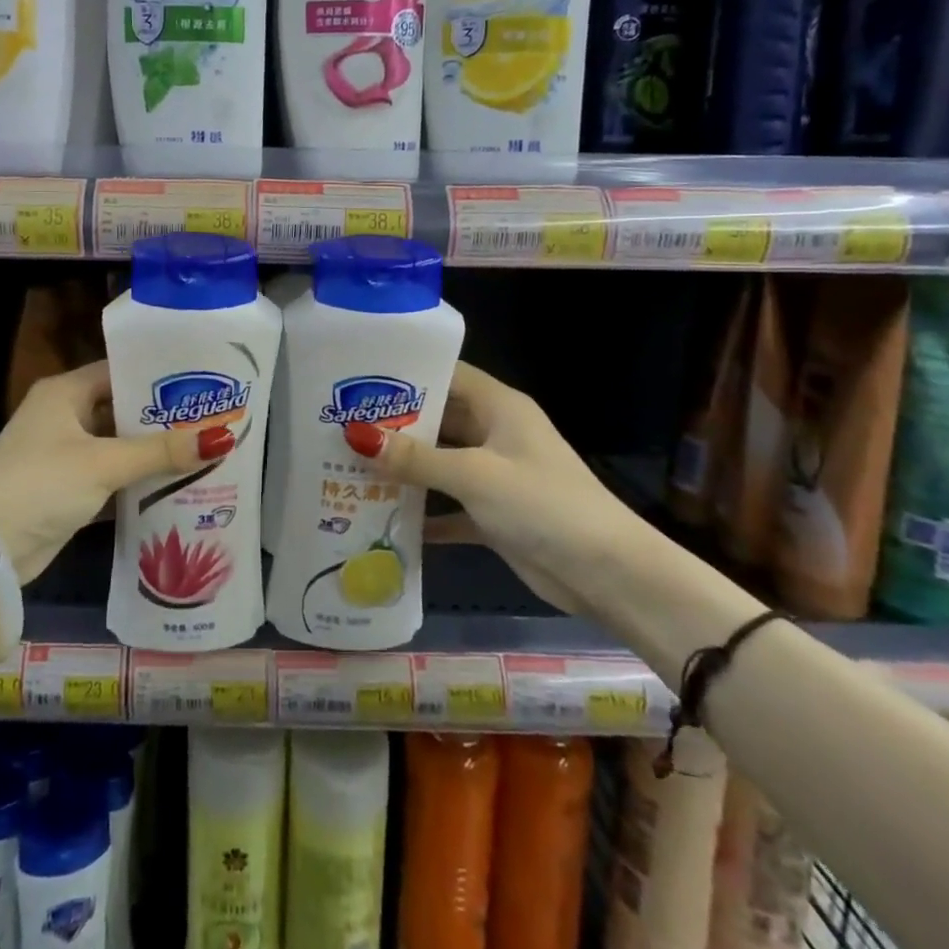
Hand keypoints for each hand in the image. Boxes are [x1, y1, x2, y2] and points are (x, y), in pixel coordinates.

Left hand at [0, 361, 220, 581]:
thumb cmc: (40, 484)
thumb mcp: (103, 463)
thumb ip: (161, 451)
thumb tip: (222, 435)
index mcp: (65, 393)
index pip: (119, 371)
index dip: (158, 375)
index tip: (203, 379)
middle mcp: (64, 417)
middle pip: (122, 409)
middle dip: (164, 417)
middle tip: (216, 416)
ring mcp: (65, 455)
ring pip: (119, 446)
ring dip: (154, 452)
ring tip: (208, 448)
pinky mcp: (69, 490)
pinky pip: (113, 477)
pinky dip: (139, 481)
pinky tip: (180, 484)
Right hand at [341, 361, 637, 609]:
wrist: (608, 574)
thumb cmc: (543, 504)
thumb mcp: (474, 475)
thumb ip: (415, 458)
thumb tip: (355, 435)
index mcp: (499, 408)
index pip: (447, 375)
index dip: (406, 373)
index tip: (358, 377)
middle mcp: (496, 434)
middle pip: (438, 419)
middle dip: (394, 424)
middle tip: (340, 424)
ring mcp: (495, 475)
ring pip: (440, 463)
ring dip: (403, 468)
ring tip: (348, 465)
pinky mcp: (493, 514)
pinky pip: (448, 506)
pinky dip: (422, 512)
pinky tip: (381, 516)